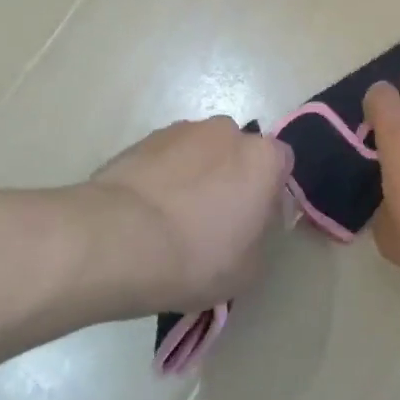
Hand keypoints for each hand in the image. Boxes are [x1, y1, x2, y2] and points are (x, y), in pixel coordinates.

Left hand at [80, 117, 293, 318]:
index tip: (253, 223)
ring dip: (194, 177)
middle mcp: (226, 132)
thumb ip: (259, 239)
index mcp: (263, 158)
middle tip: (213, 221)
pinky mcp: (141, 140)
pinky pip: (164, 159)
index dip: (269, 193)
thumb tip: (246, 227)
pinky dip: (161, 179)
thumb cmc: (197, 257)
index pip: (281, 164)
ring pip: (199, 153)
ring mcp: (180, 131)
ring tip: (171, 219)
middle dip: (230, 179)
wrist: (118, 241)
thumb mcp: (248, 269)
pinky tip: (146, 214)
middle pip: (237, 154)